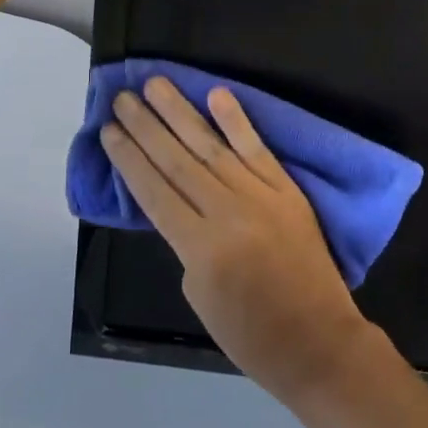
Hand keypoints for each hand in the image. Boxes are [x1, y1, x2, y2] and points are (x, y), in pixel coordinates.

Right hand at [101, 78, 379, 406]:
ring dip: (180, 113)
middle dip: (146, 127)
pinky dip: (236, 121)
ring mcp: (260, 196)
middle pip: (177, 161)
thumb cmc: (252, 335)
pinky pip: (258, 149)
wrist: (319, 342)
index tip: (108, 131)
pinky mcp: (286, 190)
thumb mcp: (200, 297)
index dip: (129, 159)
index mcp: (200, 247)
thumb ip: (188, 245)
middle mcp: (227, 212)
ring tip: (156, 85)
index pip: (155, 192)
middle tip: (122, 97)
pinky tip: (216, 94)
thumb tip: (184, 206)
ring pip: (211, 147)